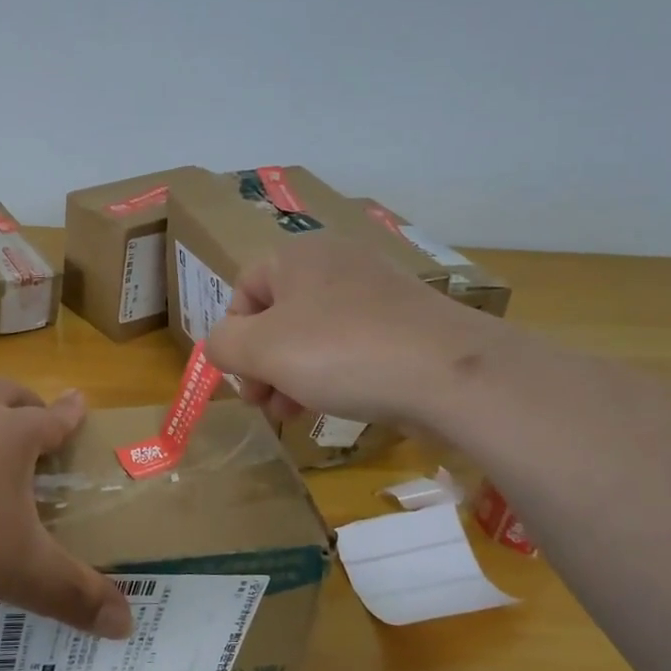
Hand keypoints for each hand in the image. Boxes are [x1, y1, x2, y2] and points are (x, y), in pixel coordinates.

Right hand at [204, 234, 493, 428]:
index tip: (242, 380)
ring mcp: (376, 291)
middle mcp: (335, 263)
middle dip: (263, 364)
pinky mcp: (405, 321)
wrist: (448, 372)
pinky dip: (333, 373)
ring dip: (293, 375)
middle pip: (278, 315)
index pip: (243, 290)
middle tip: (264, 405)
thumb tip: (222, 346)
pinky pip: (351, 344)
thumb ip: (223, 345)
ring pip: (314, 334)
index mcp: (297, 256)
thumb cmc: (340, 352)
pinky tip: (335, 404)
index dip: (233, 337)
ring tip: (293, 414)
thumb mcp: (261, 350)